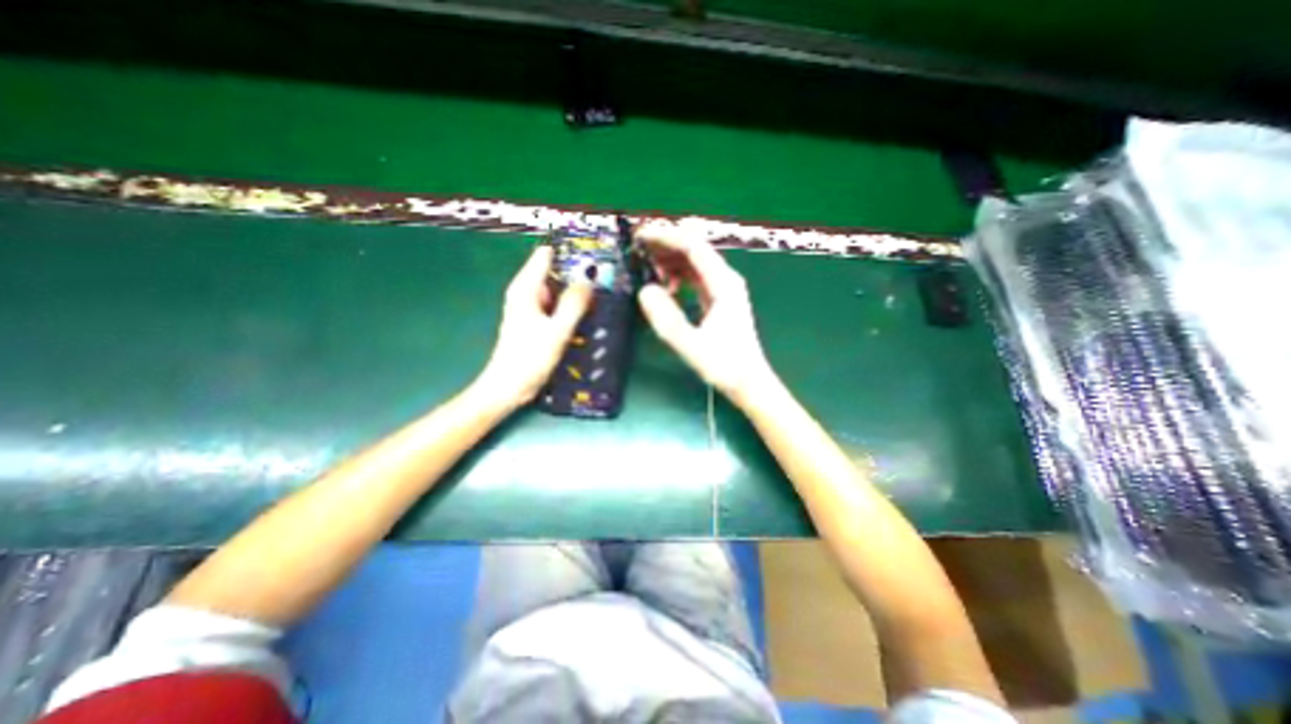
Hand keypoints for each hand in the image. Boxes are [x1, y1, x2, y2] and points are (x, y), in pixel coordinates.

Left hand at [472, 245, 593, 409]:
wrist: (508, 387)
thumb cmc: (529, 359)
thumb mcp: (557, 331)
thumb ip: (574, 304)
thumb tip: (588, 279)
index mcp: (526, 288)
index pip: (546, 254)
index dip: (569, 251)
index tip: (593, 253)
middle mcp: (526, 292)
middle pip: (554, 271)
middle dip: (577, 272)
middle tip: (604, 276)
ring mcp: (531, 307)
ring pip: (557, 289)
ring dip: (575, 290)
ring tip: (600, 293)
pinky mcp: (536, 321)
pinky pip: (556, 305)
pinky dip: (570, 305)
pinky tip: (587, 313)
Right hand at [635, 218, 773, 404]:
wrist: (749, 382)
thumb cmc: (725, 366)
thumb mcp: (692, 346)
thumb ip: (667, 319)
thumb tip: (645, 291)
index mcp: (723, 284)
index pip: (693, 247)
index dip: (665, 237)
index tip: (640, 237)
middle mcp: (725, 280)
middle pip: (693, 249)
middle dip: (664, 245)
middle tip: (637, 251)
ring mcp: (723, 288)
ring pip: (693, 262)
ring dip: (669, 261)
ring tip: (647, 270)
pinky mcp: (718, 299)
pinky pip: (695, 277)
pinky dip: (677, 276)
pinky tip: (666, 288)